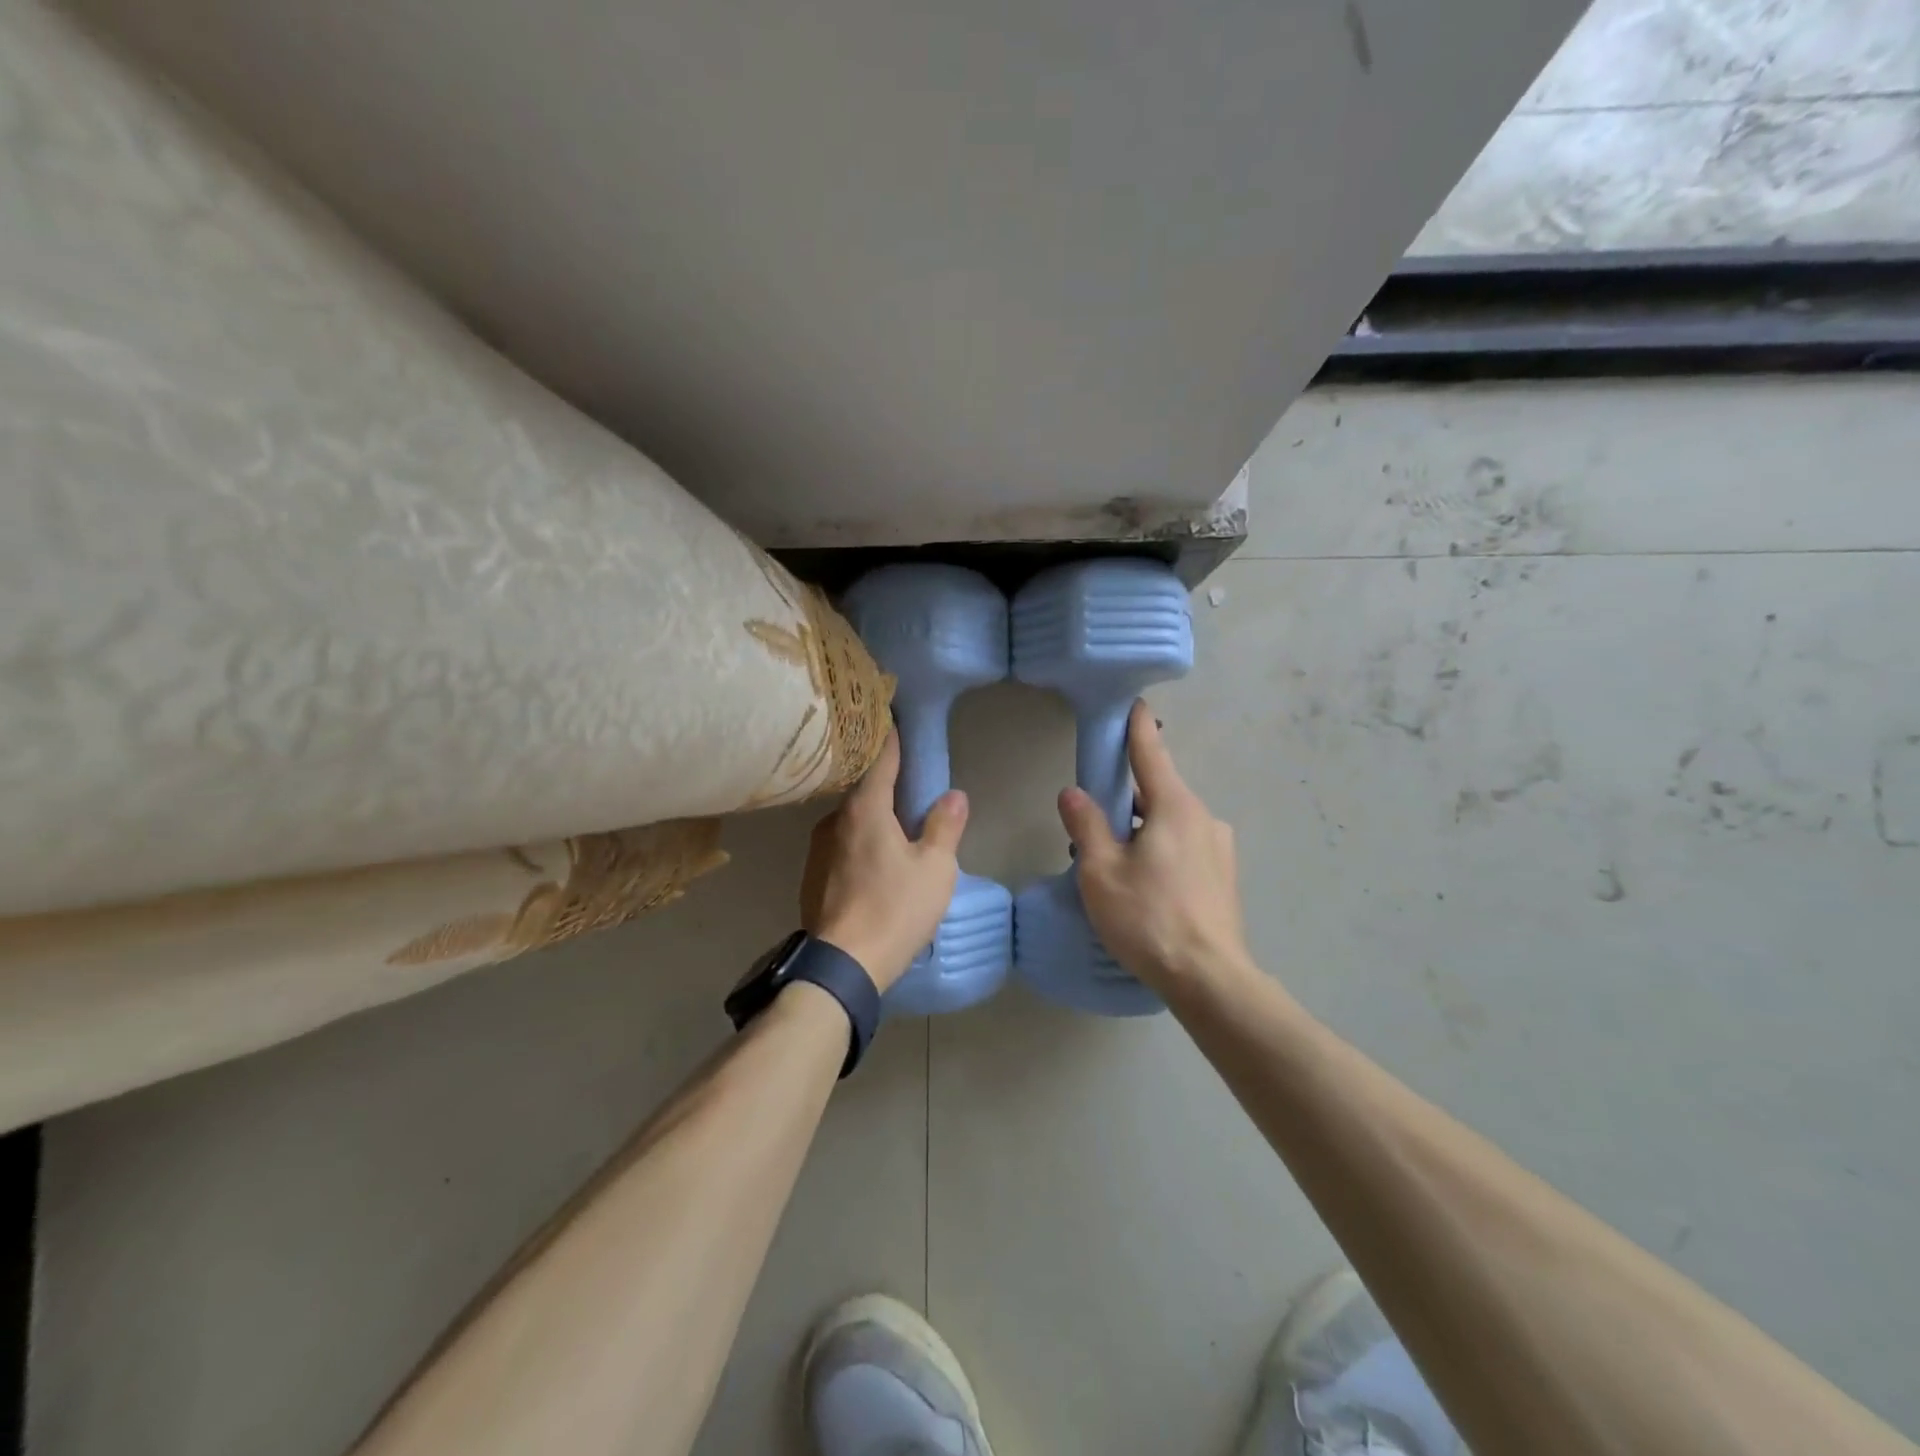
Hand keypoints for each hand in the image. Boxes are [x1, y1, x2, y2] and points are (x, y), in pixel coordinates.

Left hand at [800, 730, 966, 992]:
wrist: (843, 965)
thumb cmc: (894, 908)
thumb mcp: (934, 868)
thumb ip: (945, 826)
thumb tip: (953, 795)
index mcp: (865, 809)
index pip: (881, 760)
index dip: (892, 739)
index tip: (896, 719)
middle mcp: (834, 820)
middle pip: (862, 788)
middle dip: (884, 780)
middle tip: (908, 776)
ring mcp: (818, 849)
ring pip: (851, 819)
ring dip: (872, 815)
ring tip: (896, 821)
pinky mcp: (812, 876)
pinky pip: (841, 844)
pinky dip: (859, 840)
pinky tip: (875, 858)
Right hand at [1057, 700, 1252, 994]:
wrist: (1209, 978)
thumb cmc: (1148, 918)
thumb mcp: (1101, 871)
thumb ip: (1086, 825)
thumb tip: (1073, 792)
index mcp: (1175, 807)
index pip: (1151, 754)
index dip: (1137, 728)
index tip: (1134, 704)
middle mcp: (1203, 818)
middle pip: (1157, 793)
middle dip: (1126, 801)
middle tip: (1094, 829)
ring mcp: (1218, 848)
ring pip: (1170, 824)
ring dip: (1142, 831)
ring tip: (1115, 868)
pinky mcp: (1223, 876)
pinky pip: (1184, 847)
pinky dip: (1161, 851)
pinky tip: (1145, 887)